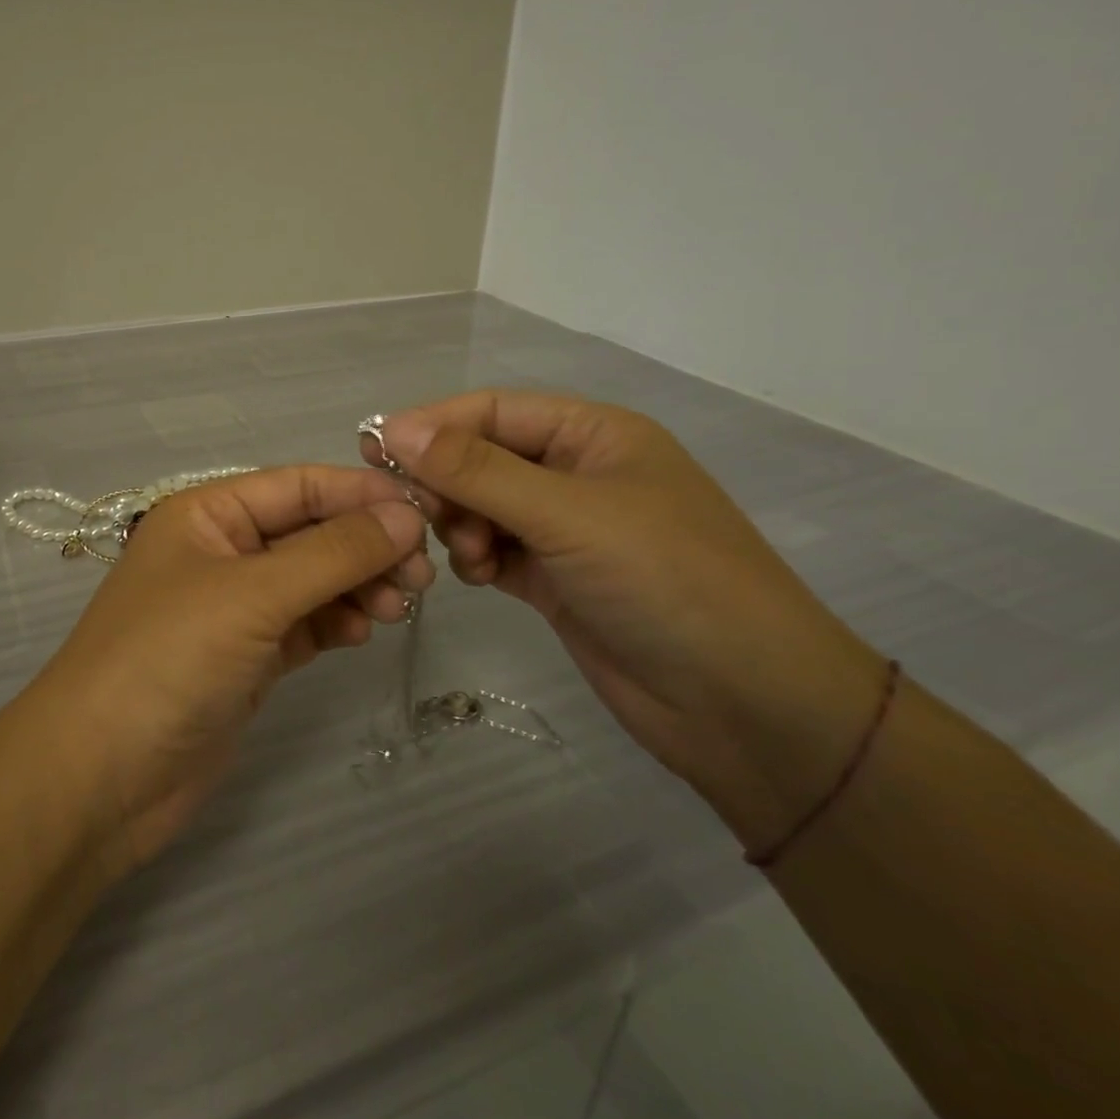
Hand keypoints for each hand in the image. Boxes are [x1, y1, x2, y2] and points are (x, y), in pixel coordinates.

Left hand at [25, 466, 430, 871]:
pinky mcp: (246, 657)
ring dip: (357, 586)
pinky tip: (361, 632)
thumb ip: (333, 553)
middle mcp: (221, 551)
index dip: (361, 494)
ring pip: (313, 579)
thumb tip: (406, 516)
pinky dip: (336, 622)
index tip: (426, 514)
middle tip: (421, 575)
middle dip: (365, 546)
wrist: (99, 779)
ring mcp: (234, 607)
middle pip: (310, 532)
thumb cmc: (168, 661)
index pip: (298, 485)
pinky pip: (304, 624)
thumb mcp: (252, 594)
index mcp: (208, 513)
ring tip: (397, 608)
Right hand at [369, 391, 888, 848]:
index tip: (372, 449)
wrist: (747, 706)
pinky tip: (478, 576)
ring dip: (459, 524)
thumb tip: (394, 428)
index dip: (432, 425)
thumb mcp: (567, 514)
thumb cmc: (666, 581)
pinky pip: (494, 550)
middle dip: (445, 482)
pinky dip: (476, 557)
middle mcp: (577, 474)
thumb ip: (476, 470)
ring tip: (465, 555)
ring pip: (482, 507)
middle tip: (413, 514)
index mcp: (594, 435)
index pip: (493, 411)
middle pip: (483, 458)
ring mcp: (567, 530)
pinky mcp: (556, 580)